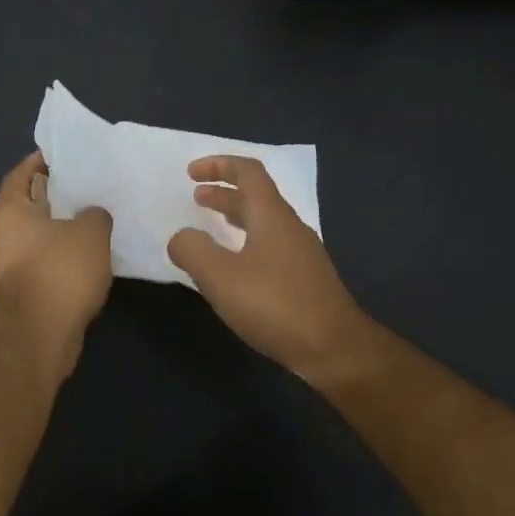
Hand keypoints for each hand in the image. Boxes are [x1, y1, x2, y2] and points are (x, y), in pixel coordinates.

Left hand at [0, 151, 112, 384]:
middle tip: (87, 183)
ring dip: (61, 224)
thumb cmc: (60, 271)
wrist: (40, 333)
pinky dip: (64, 251)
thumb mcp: (90, 232)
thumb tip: (92, 215)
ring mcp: (12, 263)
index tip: (64, 154)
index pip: (21, 173)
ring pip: (38, 232)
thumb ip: (95, 213)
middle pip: (29, 202)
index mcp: (10, 210)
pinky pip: (46, 257)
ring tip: (94, 214)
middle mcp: (4, 233)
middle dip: (55, 192)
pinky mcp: (26, 287)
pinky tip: (90, 251)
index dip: (40, 161)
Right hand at [167, 155, 379, 390]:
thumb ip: (193, 250)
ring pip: (263, 223)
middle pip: (256, 197)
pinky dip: (245, 244)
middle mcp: (289, 228)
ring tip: (209, 229)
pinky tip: (233, 269)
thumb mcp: (220, 277)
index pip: (248, 173)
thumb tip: (181, 238)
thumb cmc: (275, 305)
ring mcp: (301, 255)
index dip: (219, 166)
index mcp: (271, 216)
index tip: (191, 173)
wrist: (334, 349)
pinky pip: (269, 247)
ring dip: (234, 218)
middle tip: (196, 197)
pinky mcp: (304, 280)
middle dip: (224, 192)